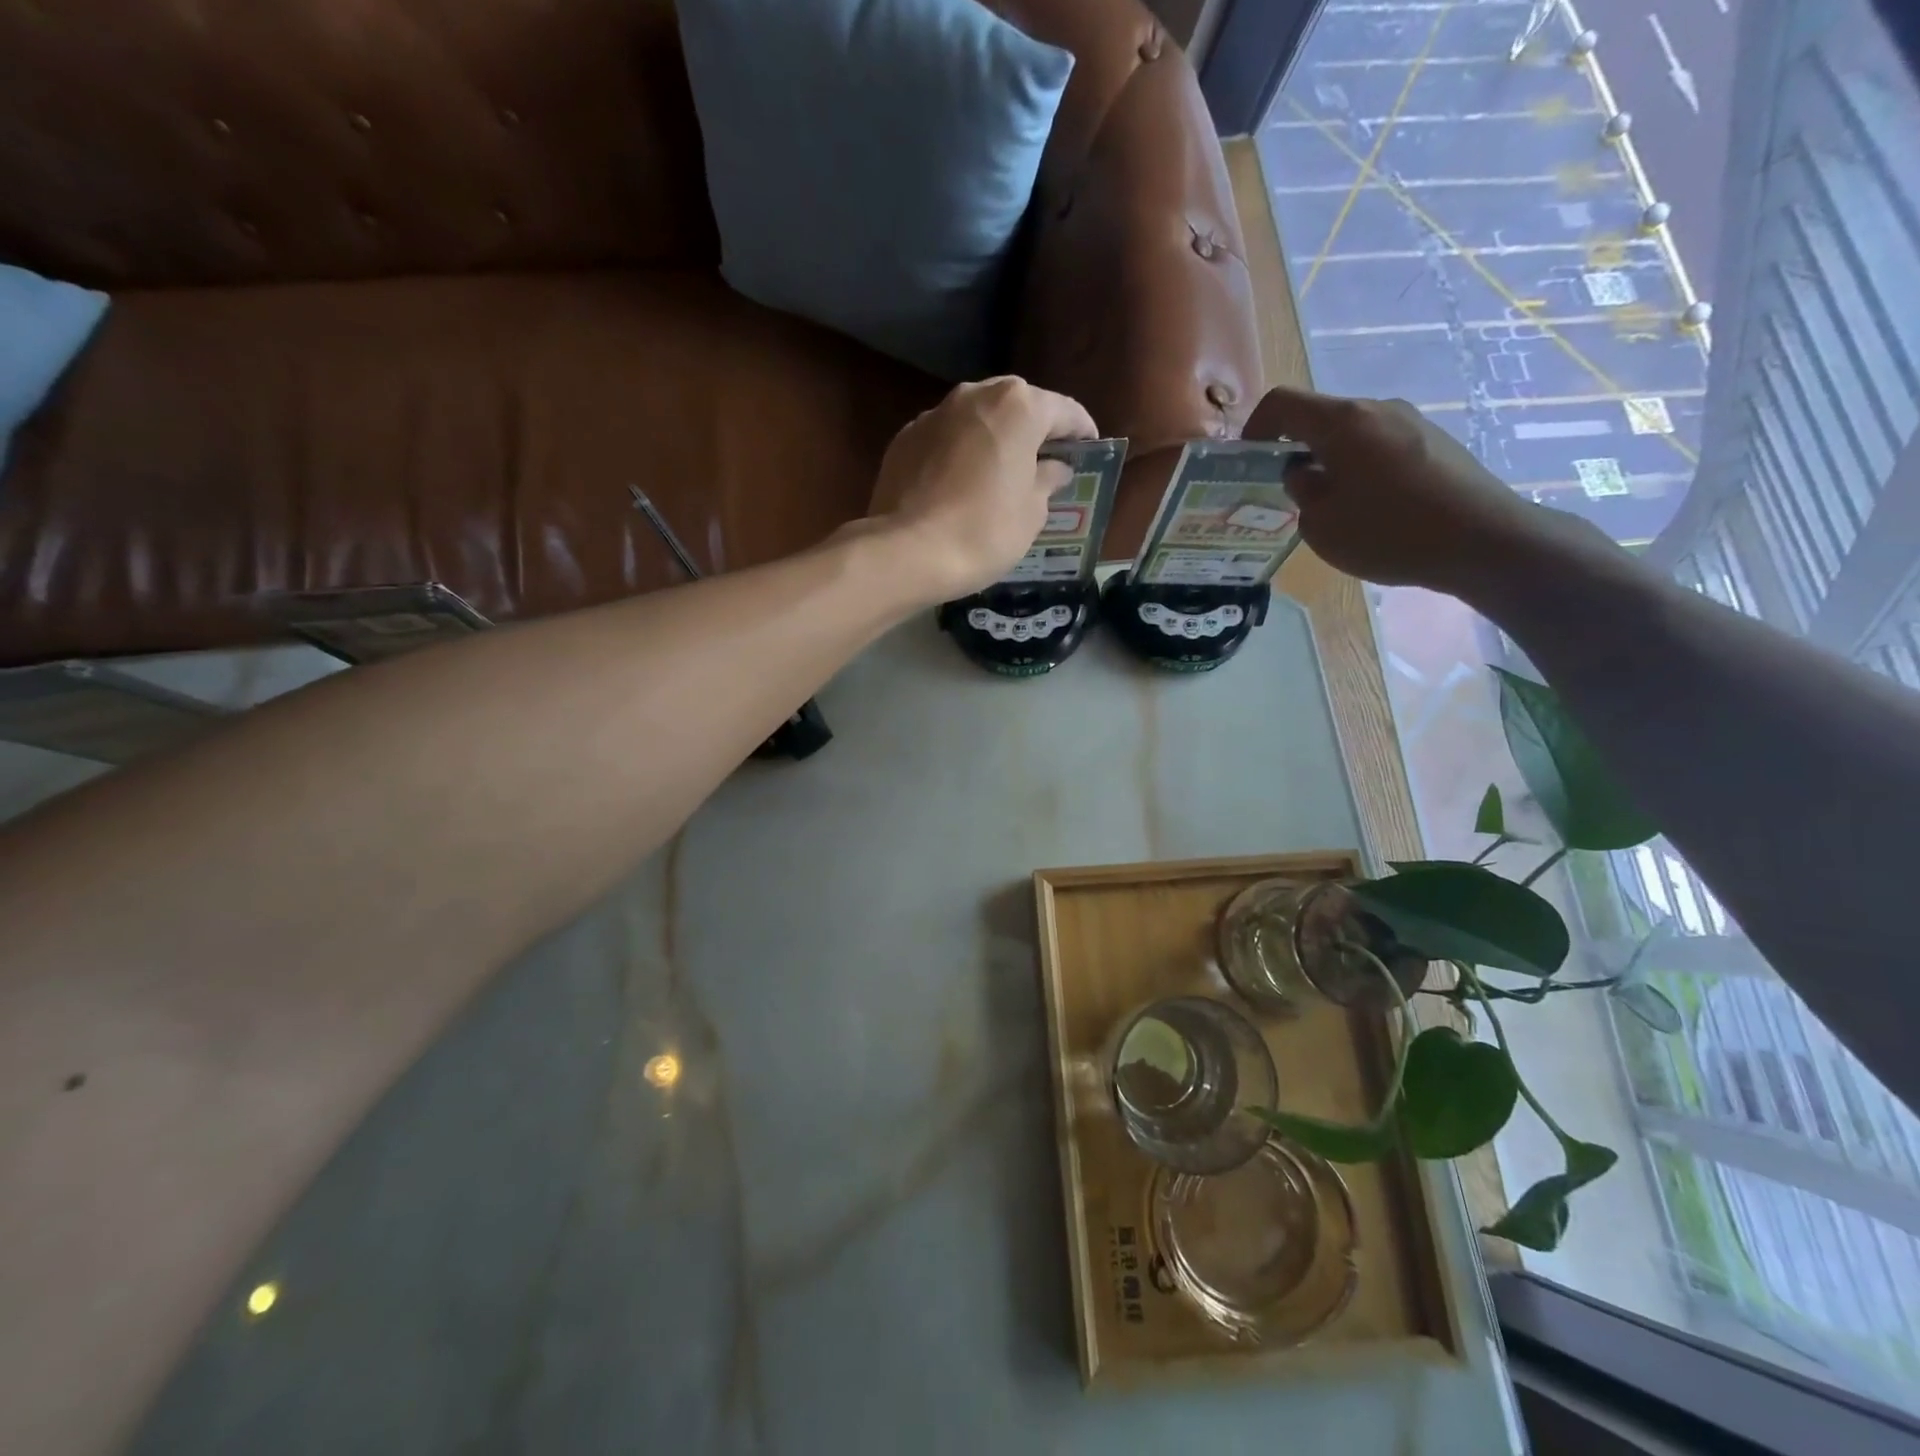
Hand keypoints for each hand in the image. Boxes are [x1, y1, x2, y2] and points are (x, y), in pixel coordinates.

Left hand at [867, 377, 1096, 599]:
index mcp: (1017, 406)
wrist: (906, 552)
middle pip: (1016, 406)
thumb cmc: (983, 531)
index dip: (1081, 432)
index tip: (1089, 450)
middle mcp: (974, 395)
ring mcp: (934, 414)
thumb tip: (1054, 468)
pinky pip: (945, 440)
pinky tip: (961, 484)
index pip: (1064, 411)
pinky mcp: (904, 439)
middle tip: (1045, 462)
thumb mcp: (1031, 513)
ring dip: (993, 440)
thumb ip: (1047, 481)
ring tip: (1001, 473)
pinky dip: (959, 454)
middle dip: (1033, 430)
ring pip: (976, 420)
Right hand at [1243, 385, 1545, 594]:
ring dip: (1329, 461)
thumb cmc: (1389, 531)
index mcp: (1343, 421)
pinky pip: (1380, 446)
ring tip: (1329, 506)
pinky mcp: (1434, 442)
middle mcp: (1377, 409)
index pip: (1282, 403)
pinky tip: (1369, 509)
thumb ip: (1302, 491)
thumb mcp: (1322, 524)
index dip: (1255, 428)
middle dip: (1293, 450)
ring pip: (1351, 434)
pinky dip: (1360, 468)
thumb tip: (1303, 473)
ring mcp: (1411, 422)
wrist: (1482, 540)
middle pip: (1320, 417)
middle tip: (1285, 492)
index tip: (1248, 462)